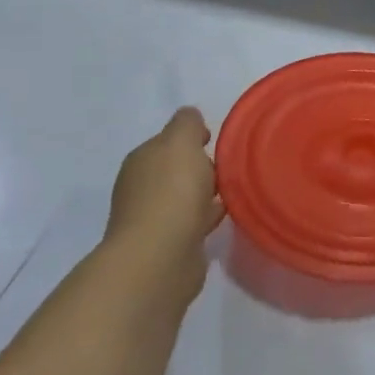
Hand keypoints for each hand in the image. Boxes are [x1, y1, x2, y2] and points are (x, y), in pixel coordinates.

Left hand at [105, 108, 223, 309]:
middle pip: (175, 170)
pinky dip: (207, 215)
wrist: (161, 256)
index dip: (191, 138)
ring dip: (205, 192)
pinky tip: (226, 214)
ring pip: (185, 196)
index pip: (167, 142)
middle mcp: (141, 188)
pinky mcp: (169, 246)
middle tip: (229, 166)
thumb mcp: (181, 141)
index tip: (215, 141)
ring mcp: (153, 219)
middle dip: (199, 166)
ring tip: (233, 189)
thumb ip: (187, 123)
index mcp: (141, 160)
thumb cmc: (172, 191)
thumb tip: (190, 117)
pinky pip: (193, 221)